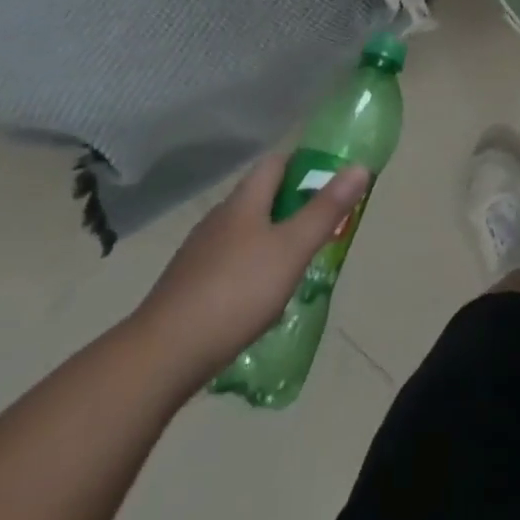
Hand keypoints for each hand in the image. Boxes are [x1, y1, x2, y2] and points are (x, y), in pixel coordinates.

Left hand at [128, 151, 369, 388]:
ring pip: (245, 232)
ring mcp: (198, 255)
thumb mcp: (292, 249)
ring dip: (272, 238)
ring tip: (298, 262)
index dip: (304, 162)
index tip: (331, 176)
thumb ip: (326, 209)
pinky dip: (251, 269)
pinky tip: (260, 298)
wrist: (160, 357)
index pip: (276, 163)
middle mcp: (219, 219)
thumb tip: (359, 165)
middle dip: (293, 204)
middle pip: (261, 197)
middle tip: (324, 223)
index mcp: (244, 202)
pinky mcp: (187, 289)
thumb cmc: (235, 292)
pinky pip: (229, 265)